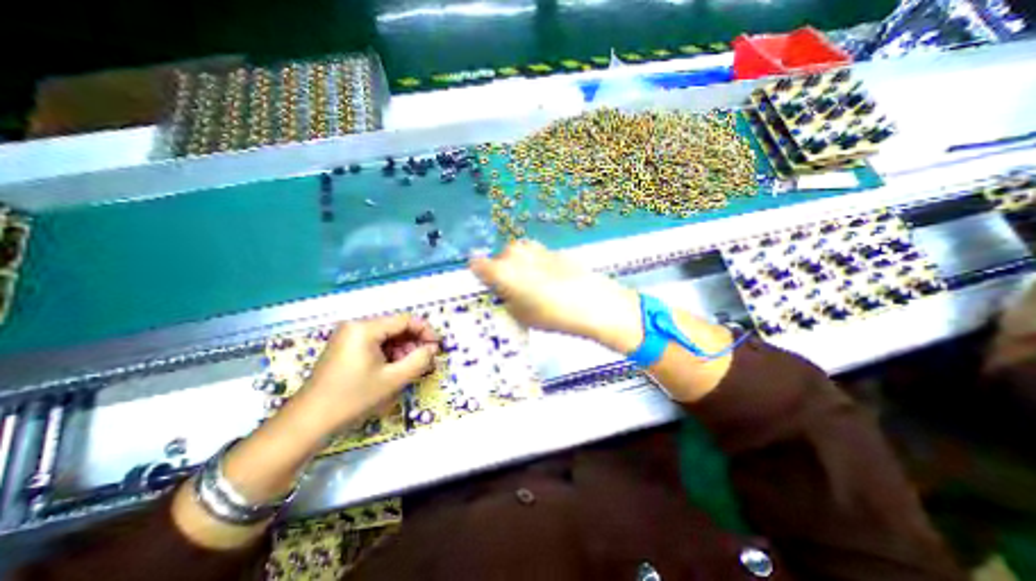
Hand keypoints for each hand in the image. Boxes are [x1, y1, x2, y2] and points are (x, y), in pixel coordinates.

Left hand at [288, 313, 437, 435]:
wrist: (309, 422)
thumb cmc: (353, 398)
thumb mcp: (393, 379)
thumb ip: (419, 360)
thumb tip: (432, 349)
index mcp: (365, 328)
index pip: (405, 320)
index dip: (425, 331)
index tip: (437, 347)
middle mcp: (356, 326)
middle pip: (396, 327)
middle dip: (414, 342)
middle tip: (426, 360)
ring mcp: (348, 336)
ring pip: (387, 337)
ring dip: (403, 350)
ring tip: (411, 367)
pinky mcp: (345, 348)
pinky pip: (375, 344)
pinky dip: (389, 354)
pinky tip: (395, 369)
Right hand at [472, 237, 645, 351]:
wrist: (591, 303)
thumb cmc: (551, 315)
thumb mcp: (521, 315)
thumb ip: (507, 300)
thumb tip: (504, 292)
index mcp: (503, 272)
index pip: (478, 265)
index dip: (479, 272)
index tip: (483, 281)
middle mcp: (516, 255)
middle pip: (501, 256)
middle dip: (502, 268)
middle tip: (511, 286)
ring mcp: (537, 250)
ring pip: (519, 250)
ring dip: (518, 262)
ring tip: (528, 279)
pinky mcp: (555, 251)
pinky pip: (537, 253)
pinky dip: (536, 262)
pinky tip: (547, 276)